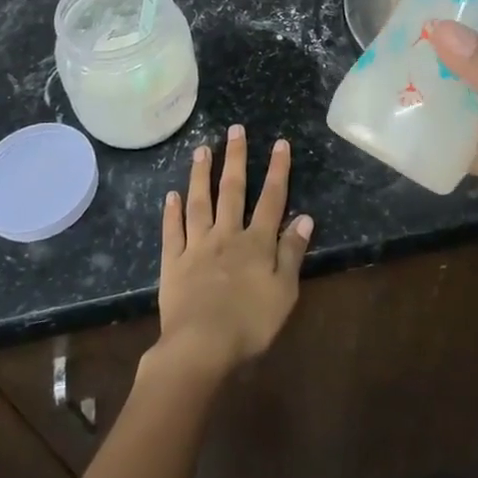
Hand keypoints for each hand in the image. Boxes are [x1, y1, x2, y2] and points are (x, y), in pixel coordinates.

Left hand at [153, 125, 311, 382]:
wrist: (201, 346)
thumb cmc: (250, 323)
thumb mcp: (284, 291)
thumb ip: (293, 252)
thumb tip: (305, 217)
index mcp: (257, 242)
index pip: (271, 199)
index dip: (277, 170)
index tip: (279, 143)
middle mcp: (227, 235)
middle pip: (232, 191)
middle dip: (235, 158)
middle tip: (235, 130)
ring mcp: (197, 246)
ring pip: (199, 203)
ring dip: (201, 175)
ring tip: (201, 150)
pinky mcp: (173, 264)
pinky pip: (172, 232)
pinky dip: (172, 212)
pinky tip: (171, 195)